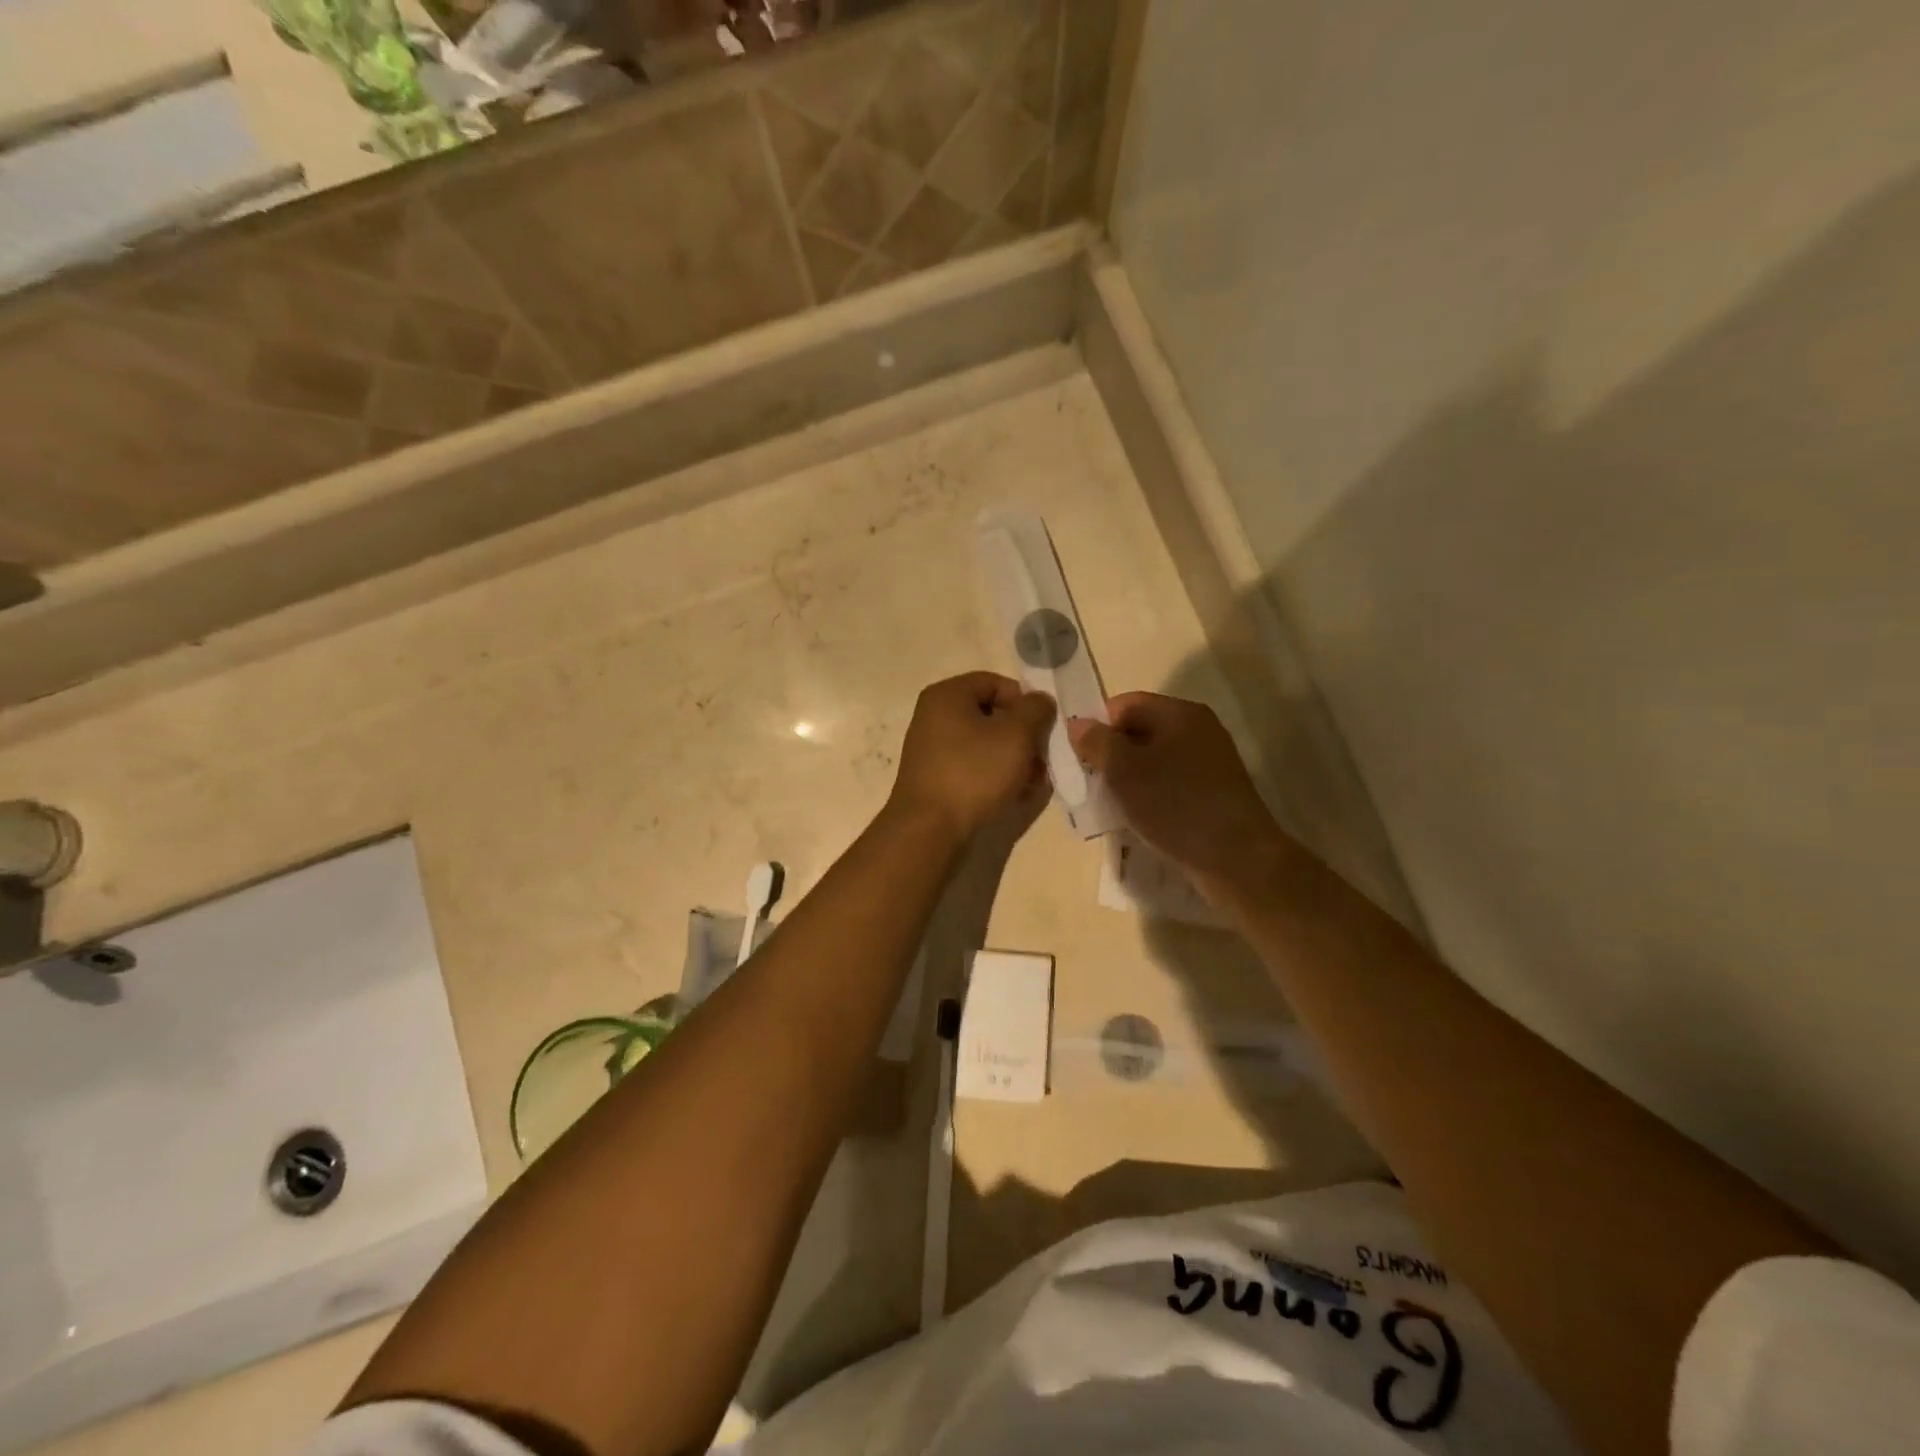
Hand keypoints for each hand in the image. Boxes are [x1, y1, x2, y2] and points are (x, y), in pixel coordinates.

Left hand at [888, 673, 1056, 841]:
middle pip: (991, 714)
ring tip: (1032, 781)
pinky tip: (1014, 794)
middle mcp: (934, 716)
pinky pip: (972, 766)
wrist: (929, 829)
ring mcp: (932, 749)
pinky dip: (995, 775)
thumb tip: (1040, 700)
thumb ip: (1035, 710)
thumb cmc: (973, 772)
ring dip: (1013, 758)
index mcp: (947, 695)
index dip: (1025, 702)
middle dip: (1022, 735)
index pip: (996, 683)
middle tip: (1041, 758)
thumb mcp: (1016, 735)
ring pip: (985, 743)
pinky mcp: (935, 778)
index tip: (1043, 728)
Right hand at [1069, 693, 1292, 901]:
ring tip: (1109, 805)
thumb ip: (1097, 742)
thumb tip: (1078, 724)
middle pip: (1139, 731)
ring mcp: (1208, 762)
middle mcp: (1198, 729)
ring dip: (1127, 779)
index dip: (1096, 726)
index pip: (1124, 704)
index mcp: (1179, 713)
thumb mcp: (1124, 770)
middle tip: (1089, 784)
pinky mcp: (1212, 792)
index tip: (1078, 758)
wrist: (1237, 859)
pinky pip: (1169, 783)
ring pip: (1152, 760)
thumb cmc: (1176, 805)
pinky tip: (1136, 819)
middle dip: (1110, 755)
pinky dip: (1148, 796)